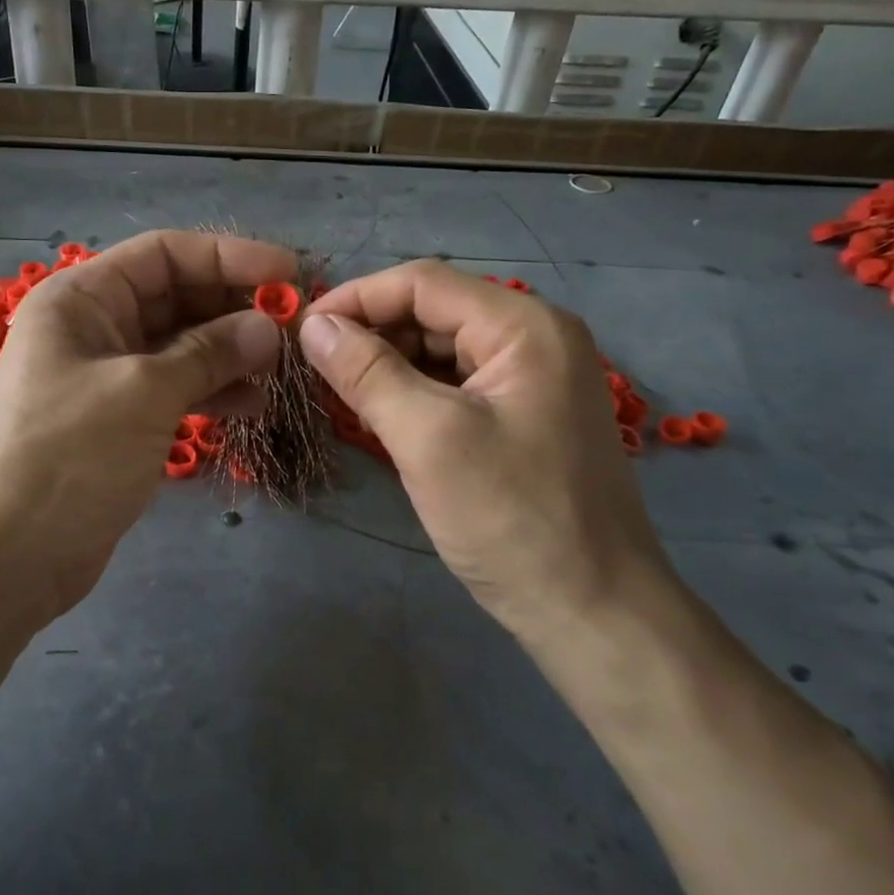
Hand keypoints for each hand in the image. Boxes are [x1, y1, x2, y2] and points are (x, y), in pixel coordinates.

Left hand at [0, 231, 293, 619]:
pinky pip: (175, 389)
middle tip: (292, 330)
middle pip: (175, 298)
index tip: (288, 274)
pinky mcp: (120, 421)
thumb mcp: (143, 393)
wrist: (6, 557)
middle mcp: (93, 328)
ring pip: (180, 347)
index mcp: (82, 299)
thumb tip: (267, 328)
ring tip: (278, 371)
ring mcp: (106, 377)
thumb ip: (209, 353)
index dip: (228, 256)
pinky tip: (252, 405)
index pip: (164, 254)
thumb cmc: (68, 456)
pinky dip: (212, 391)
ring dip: (229, 353)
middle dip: (233, 308)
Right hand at [301, 261, 675, 649]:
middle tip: (313, 371)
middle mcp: (534, 339)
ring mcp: (532, 379)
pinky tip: (379, 418)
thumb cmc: (511, 518)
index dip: (355, 299)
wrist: (592, 612)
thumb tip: (312, 326)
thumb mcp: (428, 438)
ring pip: (440, 350)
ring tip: (339, 396)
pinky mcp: (522, 416)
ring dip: (387, 366)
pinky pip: (455, 386)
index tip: (301, 331)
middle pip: (432, 312)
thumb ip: (367, 372)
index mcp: (524, 327)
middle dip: (370, 335)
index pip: (422, 282)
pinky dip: (412, 394)